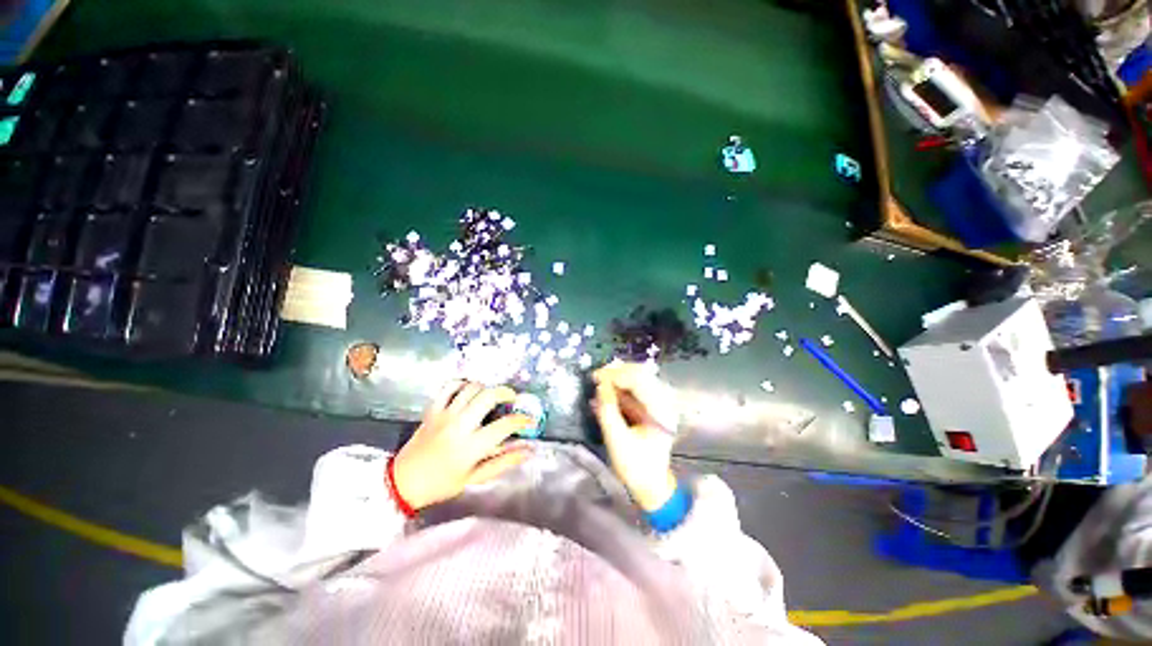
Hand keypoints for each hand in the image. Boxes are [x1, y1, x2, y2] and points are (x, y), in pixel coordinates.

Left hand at [392, 381, 533, 509]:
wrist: (403, 482)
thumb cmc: (442, 483)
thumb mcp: (475, 477)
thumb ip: (504, 462)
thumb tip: (528, 451)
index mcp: (471, 446)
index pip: (504, 425)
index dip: (522, 420)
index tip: (529, 420)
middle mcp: (459, 425)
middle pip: (488, 396)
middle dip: (506, 392)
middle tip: (512, 399)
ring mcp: (444, 415)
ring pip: (471, 388)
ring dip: (485, 388)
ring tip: (491, 396)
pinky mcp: (432, 410)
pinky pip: (448, 387)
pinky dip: (461, 383)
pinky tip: (468, 390)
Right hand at [592, 361, 678, 510]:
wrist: (650, 486)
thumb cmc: (635, 467)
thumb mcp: (617, 440)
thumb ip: (608, 411)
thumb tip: (600, 385)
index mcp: (660, 410)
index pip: (639, 381)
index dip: (616, 375)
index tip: (595, 377)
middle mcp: (662, 401)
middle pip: (640, 374)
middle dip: (616, 372)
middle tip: (595, 377)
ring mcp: (657, 403)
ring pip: (636, 378)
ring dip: (616, 378)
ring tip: (598, 381)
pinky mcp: (649, 407)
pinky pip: (634, 389)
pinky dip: (618, 387)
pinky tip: (605, 391)